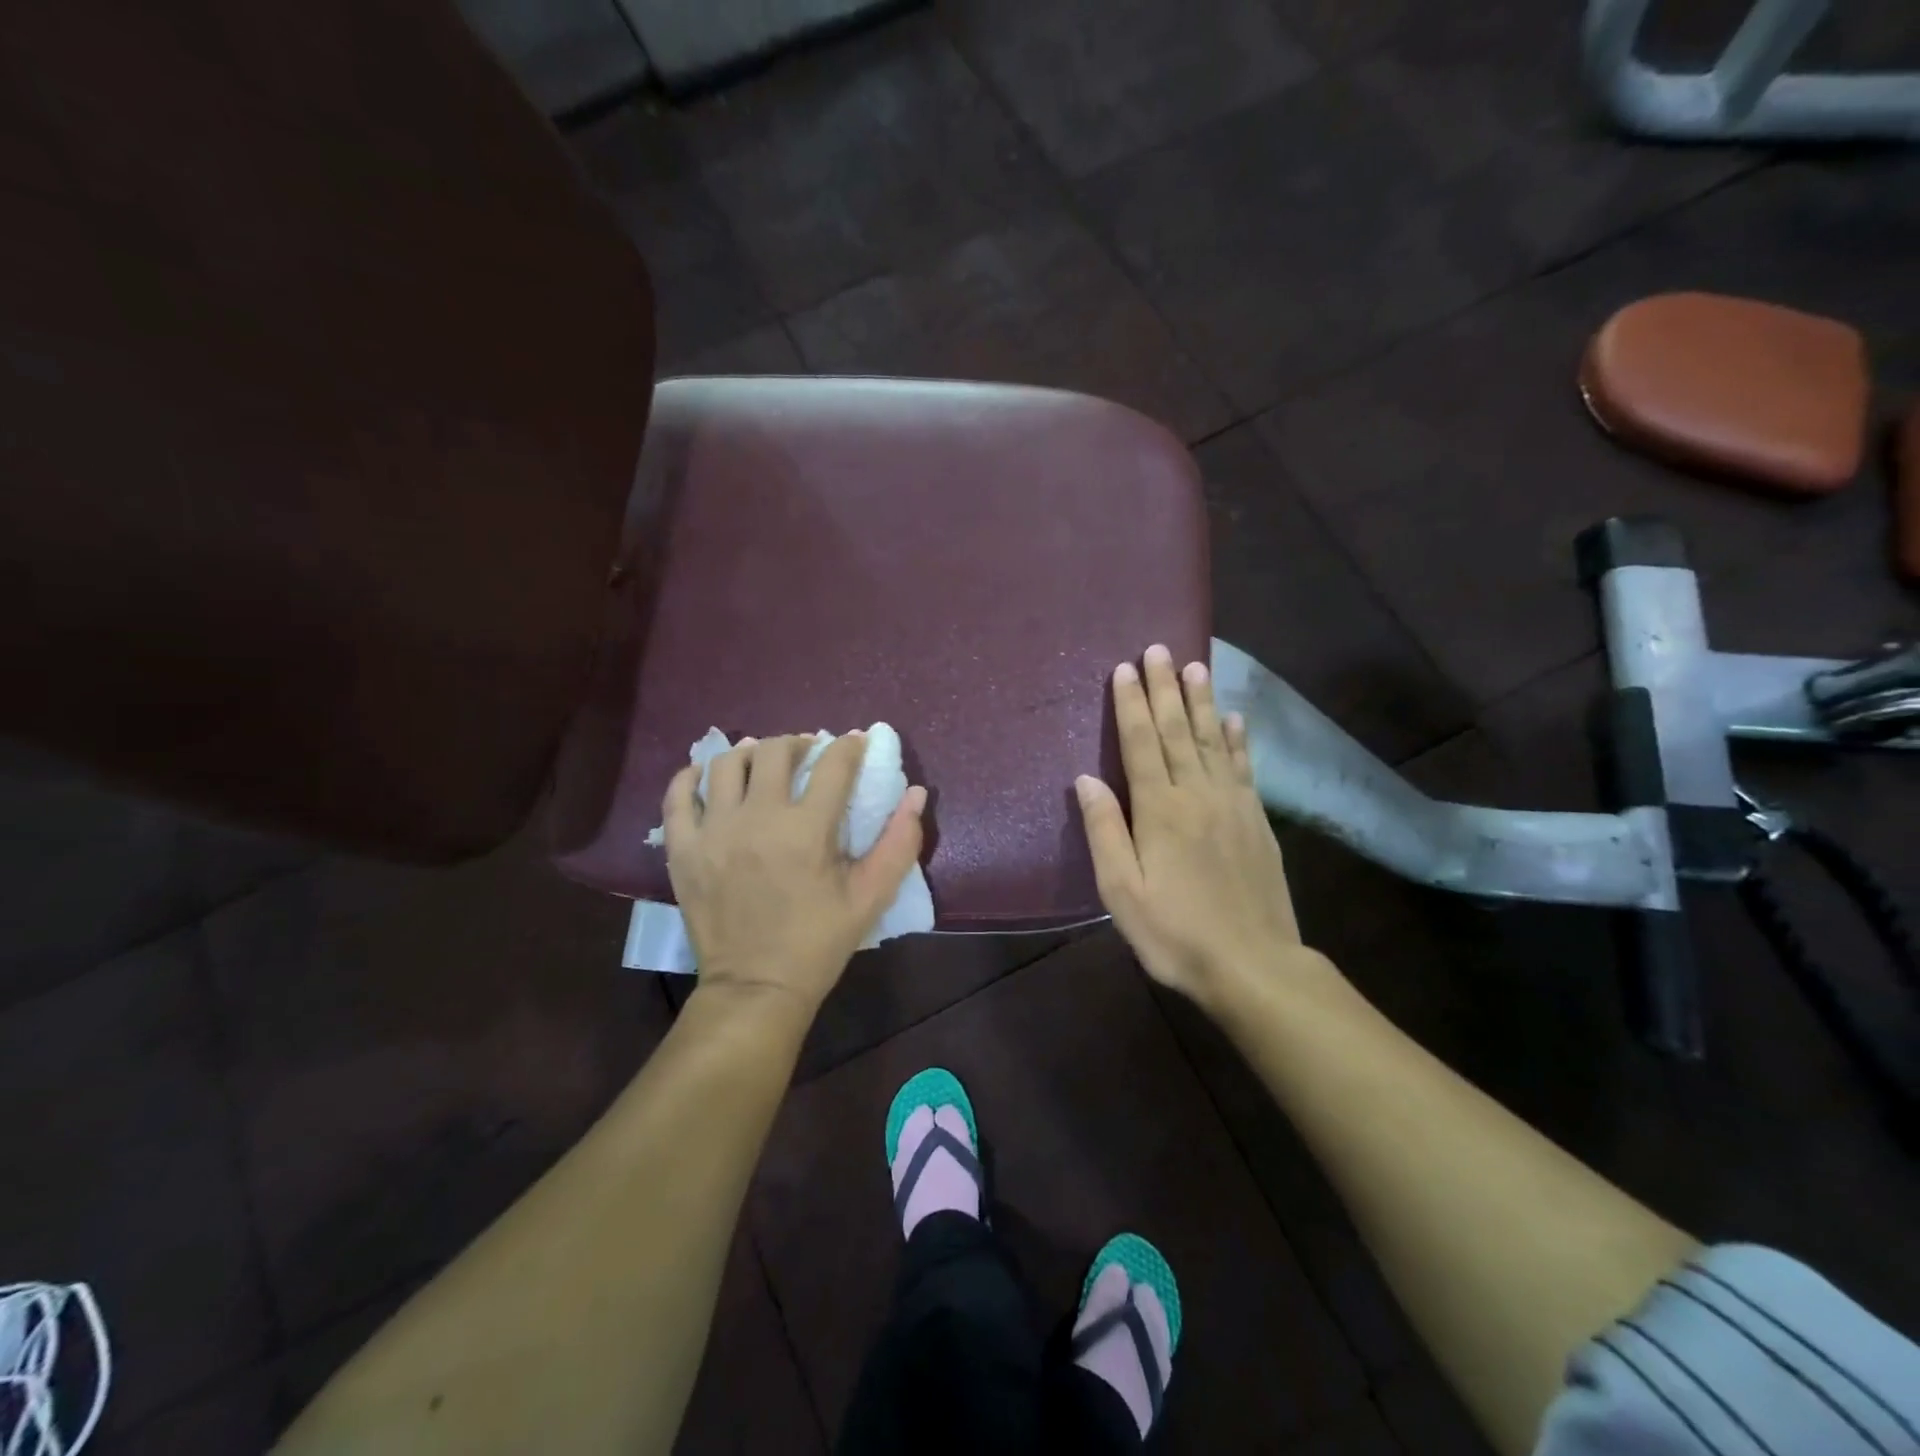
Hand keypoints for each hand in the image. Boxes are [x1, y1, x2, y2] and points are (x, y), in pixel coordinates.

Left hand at [663, 733, 927, 1018]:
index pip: (833, 765)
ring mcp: (713, 831)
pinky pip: (679, 795)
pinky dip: (693, 777)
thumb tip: (917, 794)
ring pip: (726, 763)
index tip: (856, 744)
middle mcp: (757, 818)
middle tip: (809, 756)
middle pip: (775, 751)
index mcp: (807, 830)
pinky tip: (710, 777)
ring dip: (750, 753)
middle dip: (799, 743)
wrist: (756, 988)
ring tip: (763, 763)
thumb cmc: (818, 943)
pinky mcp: (682, 849)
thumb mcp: (871, 898)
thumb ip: (899, 843)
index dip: (850, 747)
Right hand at [1076, 645, 1312, 1007]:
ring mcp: (1233, 804)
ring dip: (1202, 702)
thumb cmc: (1175, 933)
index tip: (1125, 668)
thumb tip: (1086, 778)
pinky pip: (1245, 767)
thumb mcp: (1122, 892)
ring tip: (1196, 667)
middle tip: (1159, 649)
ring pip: (1214, 740)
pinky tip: (1235, 719)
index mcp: (1159, 810)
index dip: (1131, 705)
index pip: (1140, 744)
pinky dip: (1239, 739)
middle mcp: (1197, 794)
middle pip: (1178, 731)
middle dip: (1165, 689)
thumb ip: (1104, 831)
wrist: (1254, 965)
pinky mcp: (1257, 821)